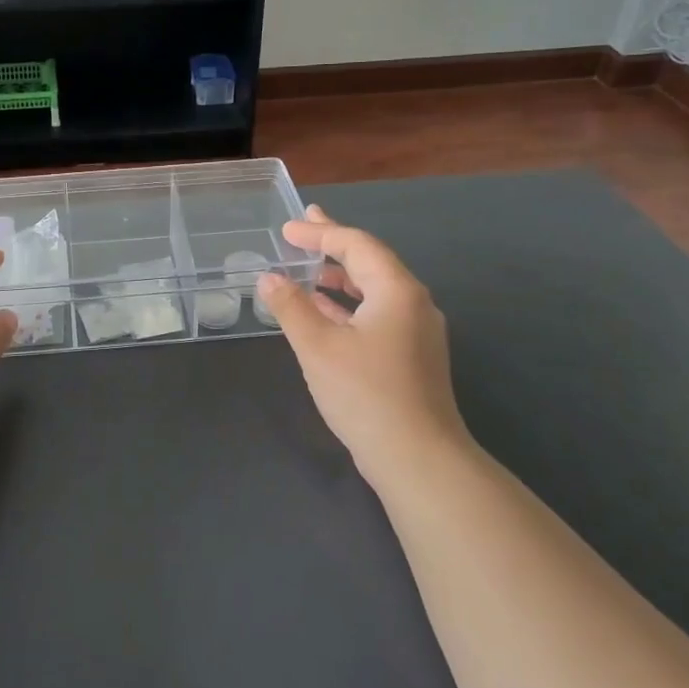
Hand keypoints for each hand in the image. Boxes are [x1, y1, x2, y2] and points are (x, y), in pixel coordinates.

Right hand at [256, 205, 470, 486]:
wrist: (419, 459)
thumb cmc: (366, 394)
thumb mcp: (317, 346)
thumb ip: (291, 306)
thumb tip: (269, 278)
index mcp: (396, 290)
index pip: (357, 245)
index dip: (320, 233)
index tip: (287, 229)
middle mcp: (413, 303)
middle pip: (370, 262)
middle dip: (334, 245)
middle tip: (304, 227)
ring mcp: (417, 332)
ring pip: (374, 290)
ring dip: (340, 278)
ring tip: (309, 269)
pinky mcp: (413, 357)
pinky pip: (377, 314)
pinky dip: (349, 306)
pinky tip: (325, 313)